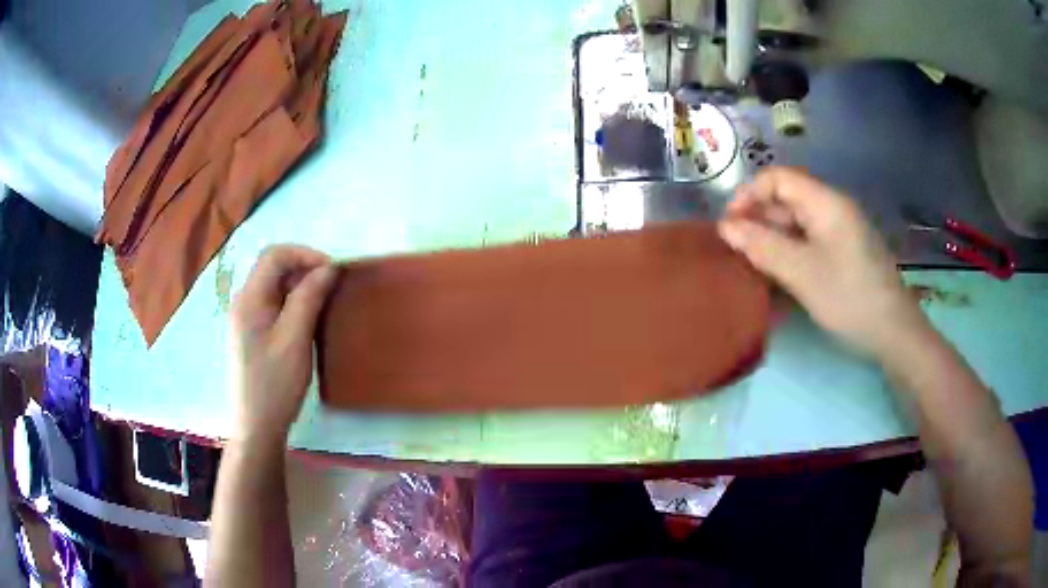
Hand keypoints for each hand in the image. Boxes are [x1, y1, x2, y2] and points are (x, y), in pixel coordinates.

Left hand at [228, 245, 336, 443]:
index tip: (333, 271)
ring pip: (274, 286)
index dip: (305, 254)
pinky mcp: (253, 333)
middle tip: (331, 287)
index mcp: (249, 299)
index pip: (275, 255)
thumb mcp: (295, 339)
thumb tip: (328, 268)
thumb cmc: (275, 384)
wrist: (257, 426)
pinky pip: (273, 304)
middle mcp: (244, 302)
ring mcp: (246, 318)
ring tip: (324, 303)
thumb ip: (308, 298)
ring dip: (300, 286)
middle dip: (304, 269)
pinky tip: (308, 320)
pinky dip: (293, 303)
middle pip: (273, 268)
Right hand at [718, 167, 926, 357]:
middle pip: (787, 198)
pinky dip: (789, 252)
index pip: (778, 178)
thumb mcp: (802, 273)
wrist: (893, 333)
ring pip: (797, 222)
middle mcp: (833, 208)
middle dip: (758, 219)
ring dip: (772, 238)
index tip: (729, 226)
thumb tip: (724, 227)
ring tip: (752, 265)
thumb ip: (762, 246)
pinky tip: (778, 274)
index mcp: (826, 202)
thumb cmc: (849, 298)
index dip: (749, 194)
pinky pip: (809, 241)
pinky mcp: (844, 251)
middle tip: (736, 251)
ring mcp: (840, 231)